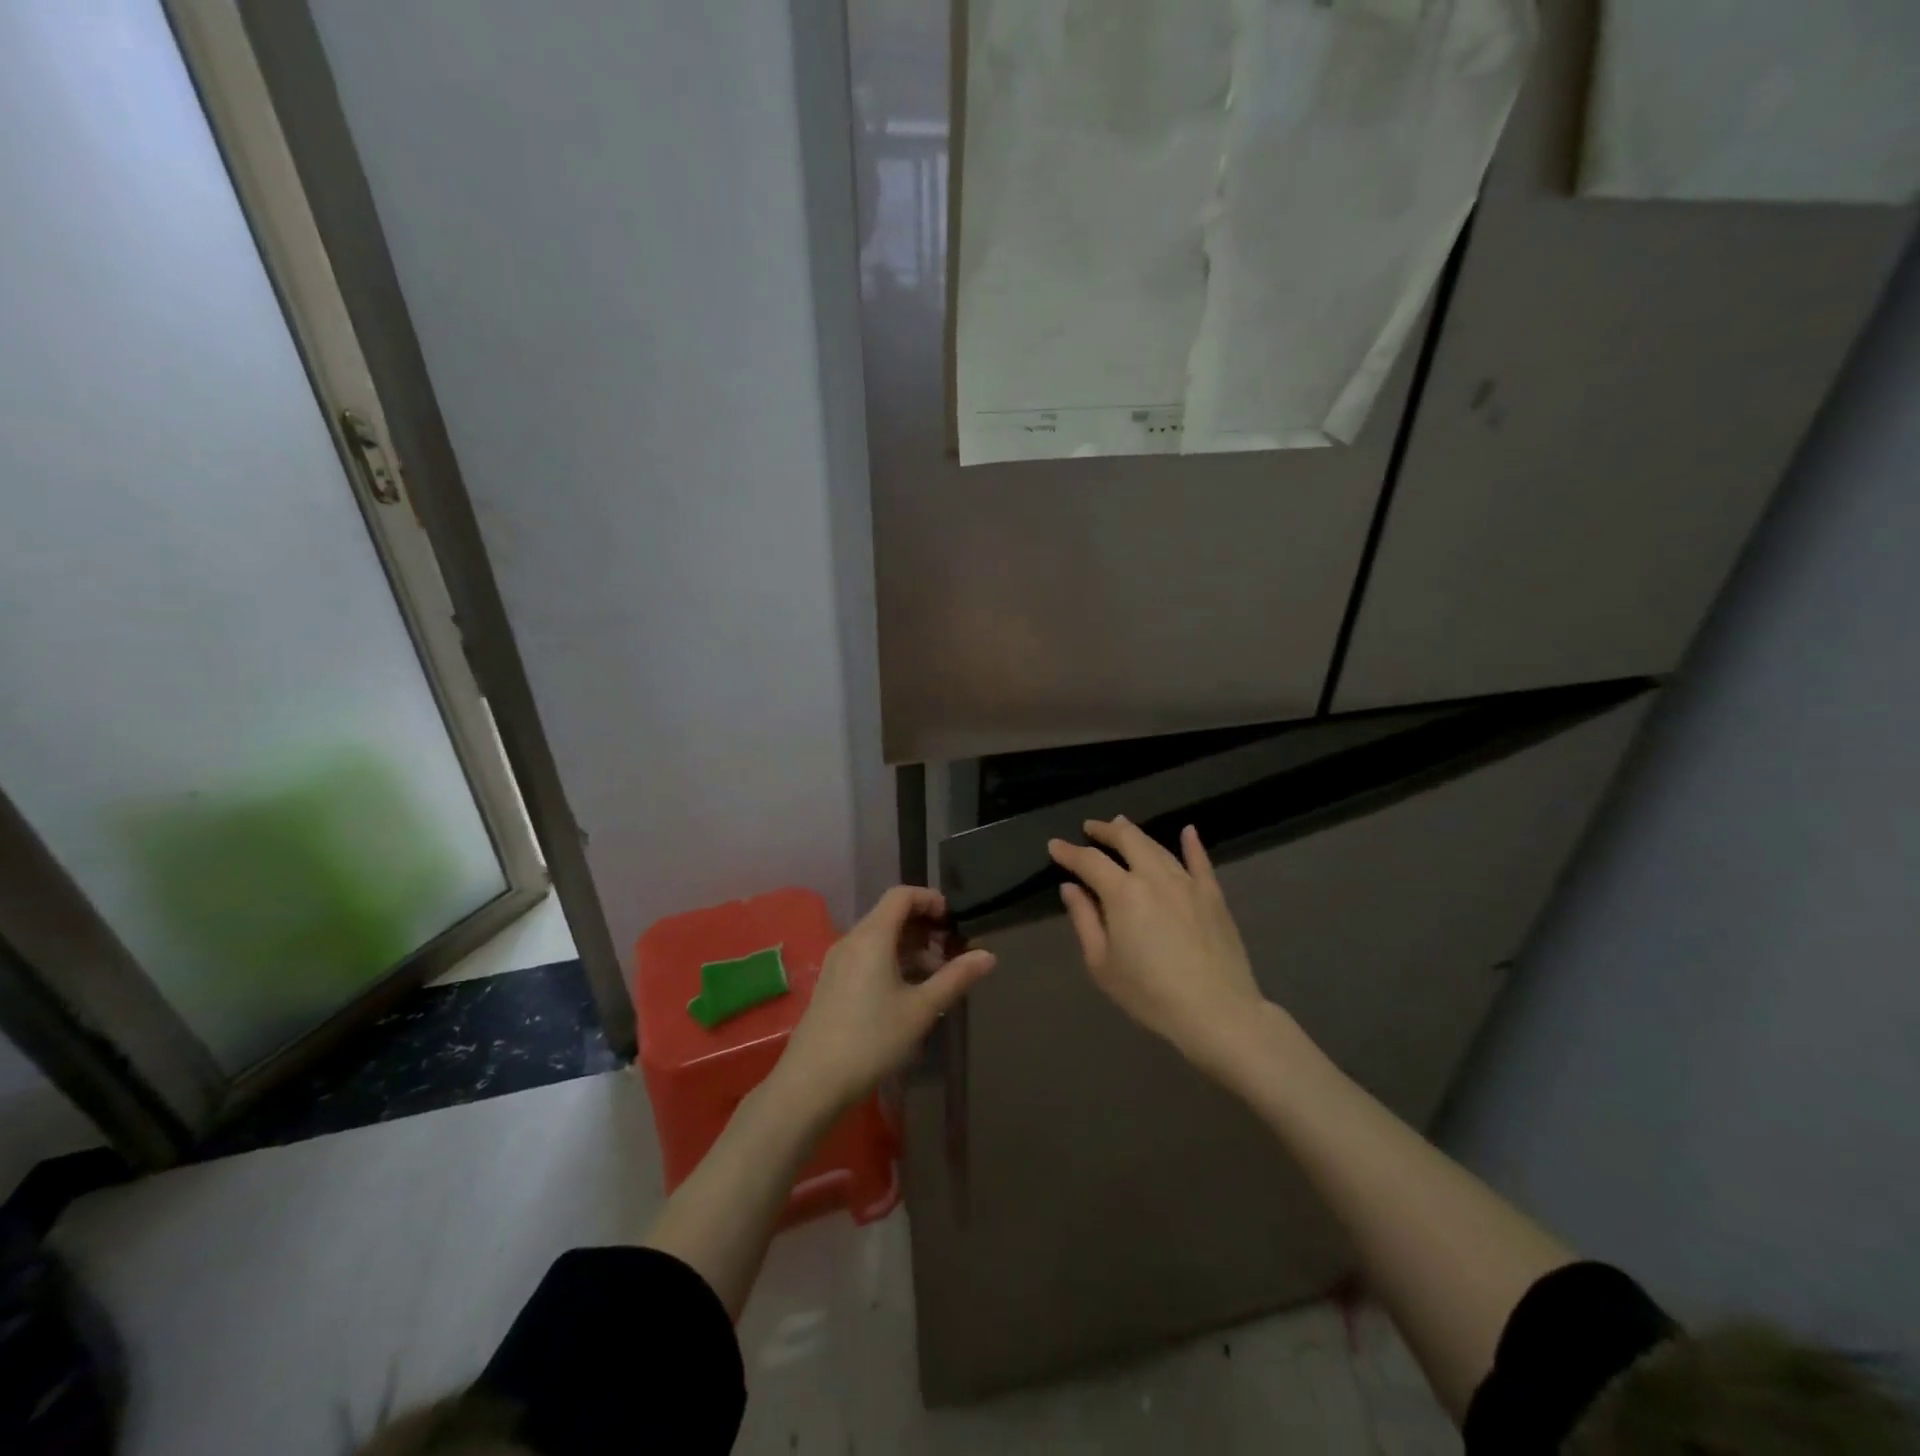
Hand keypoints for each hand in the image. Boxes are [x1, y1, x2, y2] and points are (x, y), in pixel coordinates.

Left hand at [776, 886, 994, 1114]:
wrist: (811, 1082)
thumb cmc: (871, 1040)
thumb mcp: (920, 1009)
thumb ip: (955, 978)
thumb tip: (989, 955)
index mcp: (872, 936)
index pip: (902, 895)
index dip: (930, 900)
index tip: (954, 922)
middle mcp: (852, 940)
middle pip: (891, 914)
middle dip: (925, 927)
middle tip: (952, 953)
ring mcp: (838, 962)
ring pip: (879, 938)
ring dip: (910, 948)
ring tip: (936, 978)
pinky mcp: (832, 982)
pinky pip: (867, 956)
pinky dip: (892, 961)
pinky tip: (908, 993)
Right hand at [1049, 819, 1265, 1072]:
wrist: (1217, 1012)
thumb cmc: (1150, 994)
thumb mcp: (1102, 964)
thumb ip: (1084, 920)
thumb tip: (1070, 887)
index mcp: (1122, 893)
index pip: (1089, 861)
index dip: (1068, 852)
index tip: (1054, 845)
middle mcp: (1154, 877)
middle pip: (1127, 840)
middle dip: (1105, 830)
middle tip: (1090, 827)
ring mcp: (1187, 883)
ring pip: (1158, 847)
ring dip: (1136, 834)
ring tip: (1122, 826)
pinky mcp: (1213, 895)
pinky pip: (1201, 861)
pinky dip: (1192, 844)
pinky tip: (1188, 831)